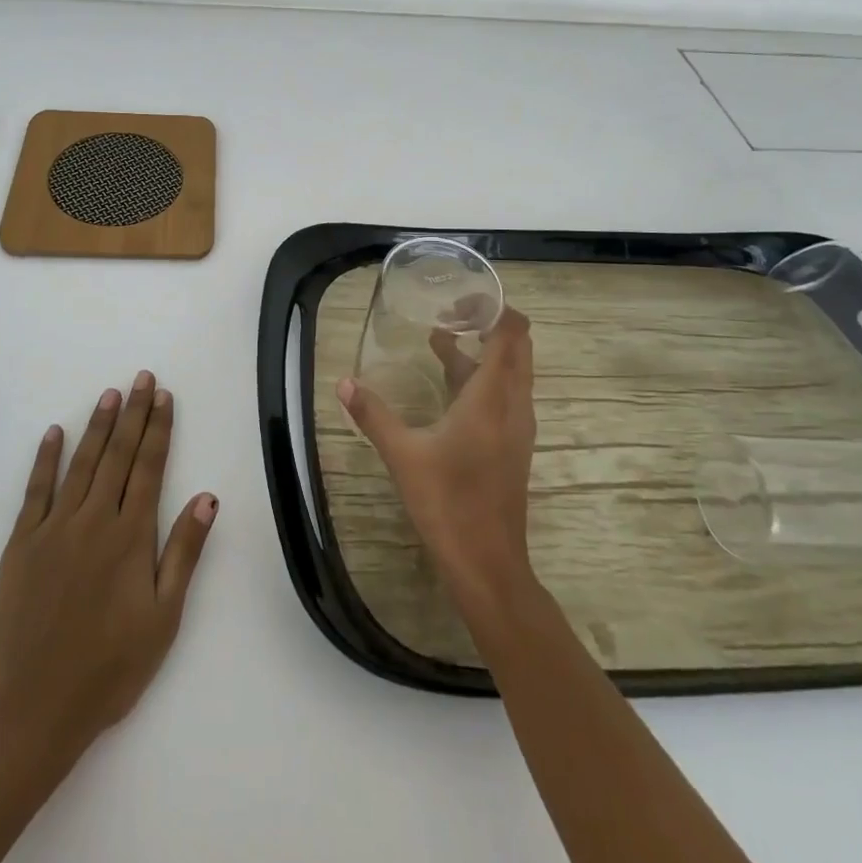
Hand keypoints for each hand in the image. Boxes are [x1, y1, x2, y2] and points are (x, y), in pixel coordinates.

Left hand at [0, 371, 217, 762]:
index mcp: (130, 536)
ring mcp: (54, 529)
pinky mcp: (20, 544)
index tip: (164, 396)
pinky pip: (35, 490)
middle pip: (118, 455)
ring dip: (98, 426)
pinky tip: (55, 433)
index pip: (150, 467)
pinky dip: (46, 459)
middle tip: (141, 378)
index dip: (159, 428)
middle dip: (133, 414)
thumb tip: (207, 496)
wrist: (33, 710)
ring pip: (81, 464)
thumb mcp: (163, 617)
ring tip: (110, 395)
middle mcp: (94, 520)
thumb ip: (184, 552)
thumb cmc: (109, 668)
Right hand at [338, 307, 535, 609]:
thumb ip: (373, 414)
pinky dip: (483, 377)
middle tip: (451, 312)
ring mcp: (517, 427)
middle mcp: (513, 404)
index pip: (511, 334)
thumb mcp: (403, 455)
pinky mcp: (513, 445)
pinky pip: (505, 394)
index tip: (461, 298)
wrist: (488, 564)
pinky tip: (449, 386)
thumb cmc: (447, 502)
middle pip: (518, 347)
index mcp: (492, 397)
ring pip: (511, 372)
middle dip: (489, 323)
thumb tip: (343, 382)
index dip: (495, 308)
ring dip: (483, 351)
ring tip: (441, 339)